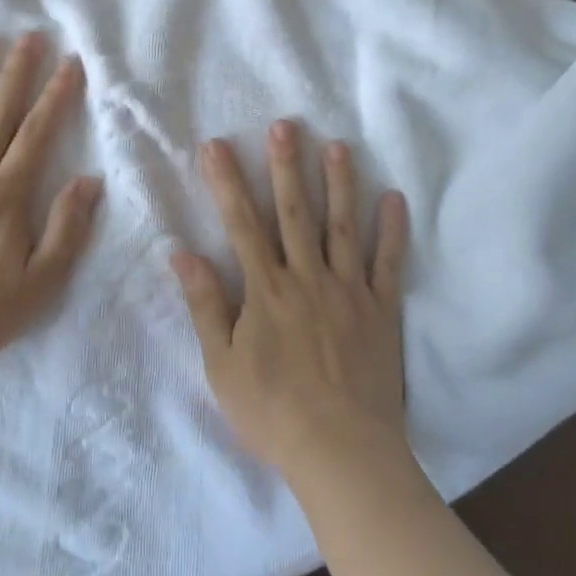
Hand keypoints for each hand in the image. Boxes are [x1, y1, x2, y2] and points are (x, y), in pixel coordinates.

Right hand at [171, 121, 409, 478]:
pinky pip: (388, 264)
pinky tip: (394, 198)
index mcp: (266, 291)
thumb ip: (206, 305)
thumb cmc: (272, 411)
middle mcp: (307, 279)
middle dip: (286, 166)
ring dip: (339, 183)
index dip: (228, 183)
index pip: (242, 225)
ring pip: (342, 227)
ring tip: (337, 145)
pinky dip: (392, 231)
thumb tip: (181, 253)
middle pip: (295, 213)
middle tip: (285, 124)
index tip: (218, 145)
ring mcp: (349, 291)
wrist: (341, 451)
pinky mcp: (381, 310)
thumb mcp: (222, 364)